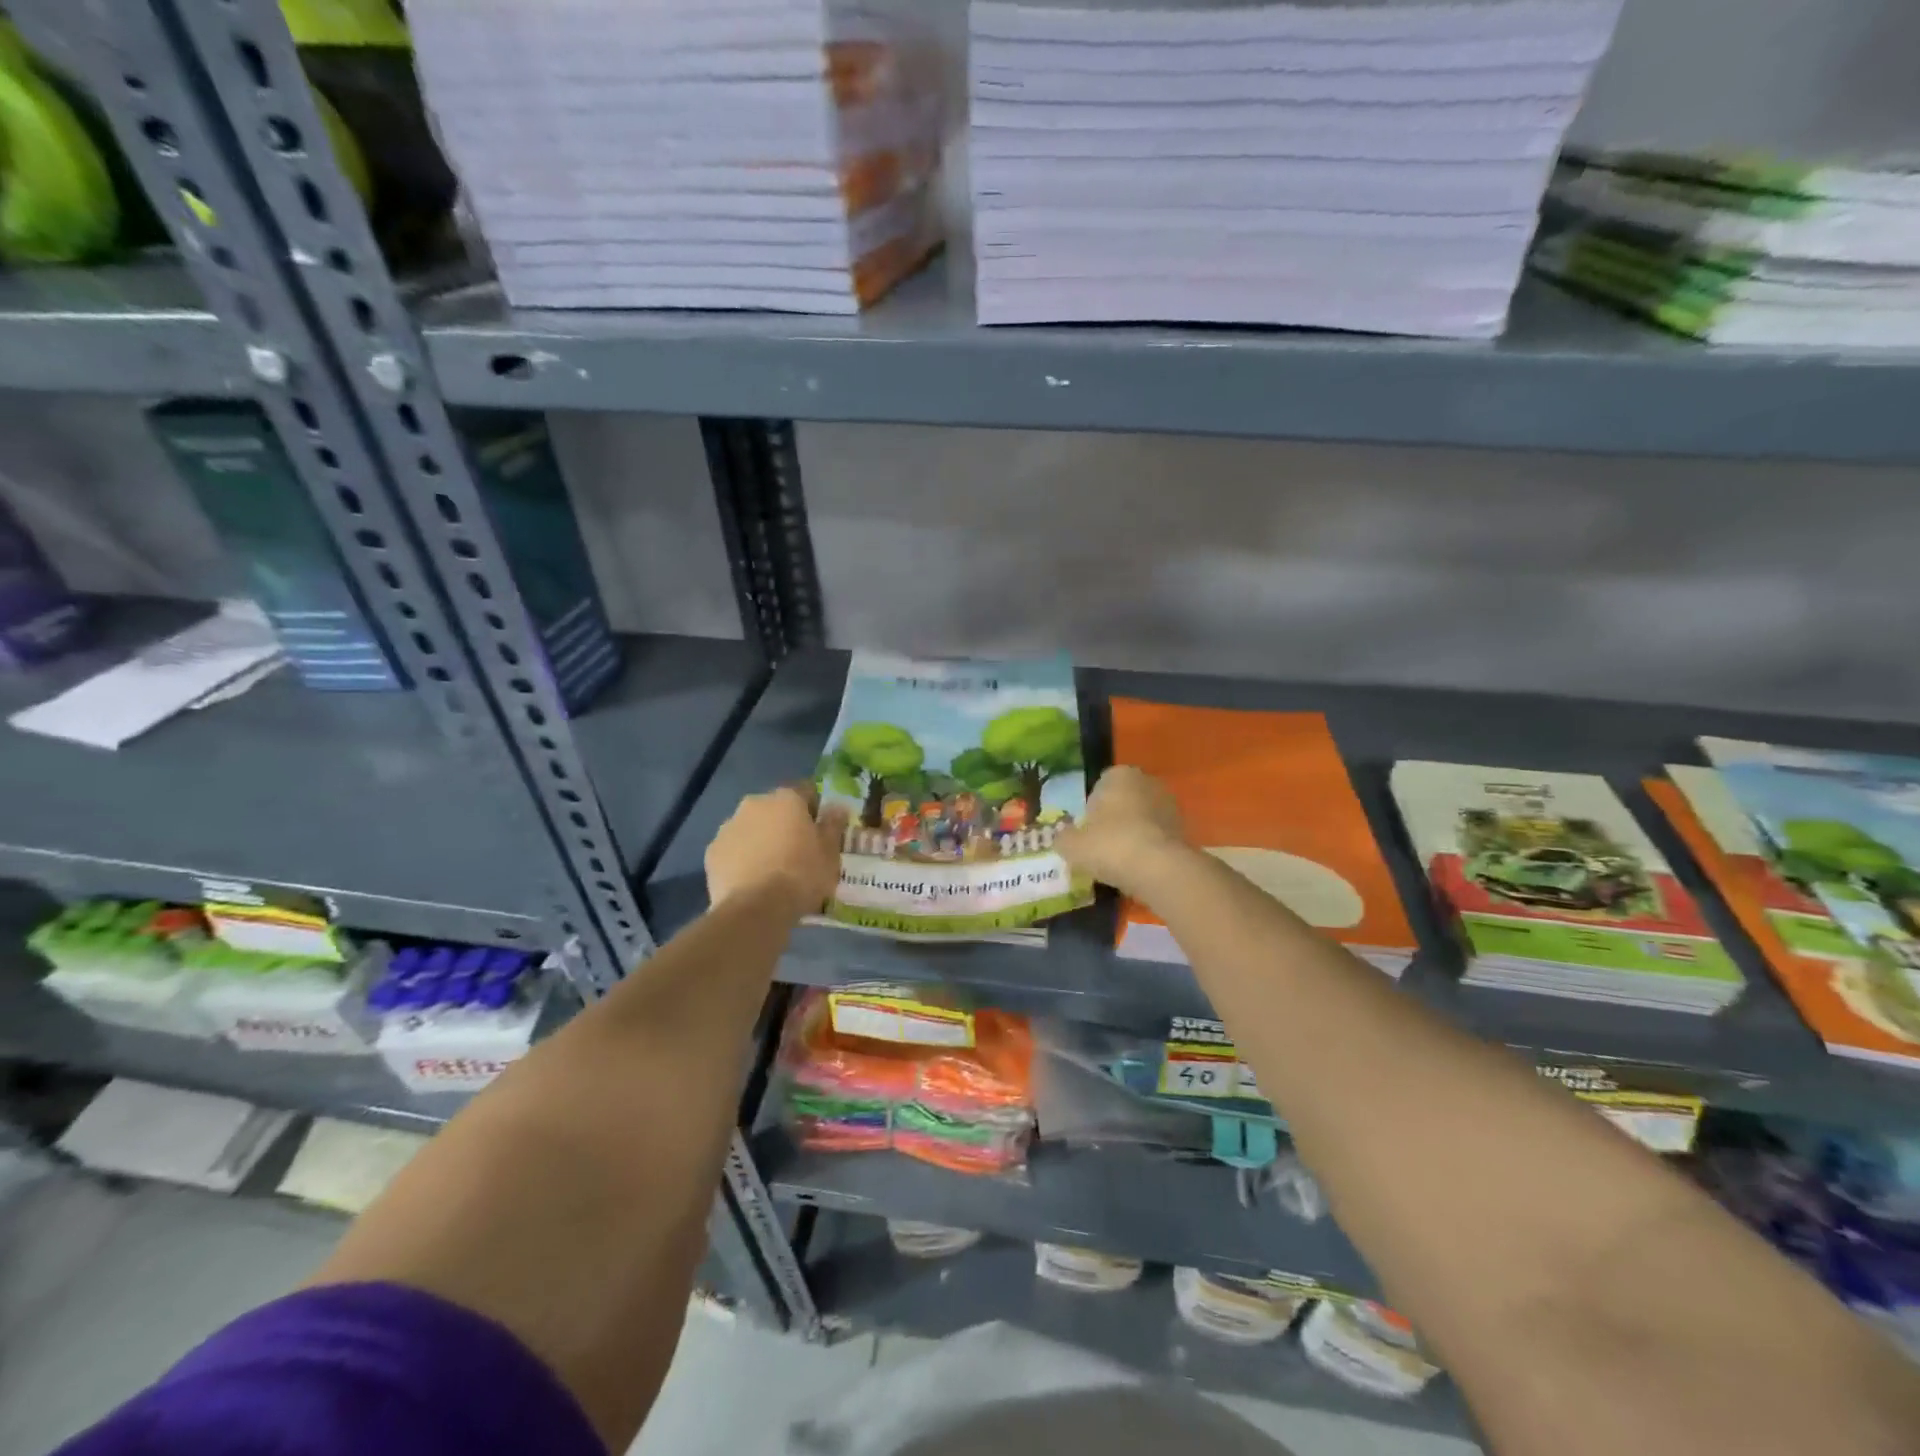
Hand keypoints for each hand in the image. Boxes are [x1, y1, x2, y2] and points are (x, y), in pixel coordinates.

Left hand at [705, 784, 848, 916]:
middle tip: (796, 851)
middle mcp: (755, 804)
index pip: (806, 791)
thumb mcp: (830, 852)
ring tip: (772, 869)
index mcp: (786, 799)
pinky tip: (751, 880)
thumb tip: (837, 807)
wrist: (756, 909)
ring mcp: (729, 827)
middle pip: (774, 809)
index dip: (815, 809)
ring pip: (751, 827)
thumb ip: (833, 825)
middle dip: (784, 824)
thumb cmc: (801, 875)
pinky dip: (741, 858)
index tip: (820, 830)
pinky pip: (733, 849)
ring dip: (761, 839)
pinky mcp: (712, 852)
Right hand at [1054, 765, 1185, 896]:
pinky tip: (1139, 869)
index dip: (1091, 810)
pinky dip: (1149, 849)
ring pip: (1142, 819)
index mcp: (1119, 775)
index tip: (1086, 832)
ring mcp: (1170, 805)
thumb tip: (1062, 838)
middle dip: (1114, 820)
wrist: (1160, 869)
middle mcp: (1147, 781)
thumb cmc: (1110, 845)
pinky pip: (1157, 837)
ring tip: (1120, 862)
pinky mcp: (1185, 829)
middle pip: (1123, 801)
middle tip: (1101, 847)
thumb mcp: (1072, 845)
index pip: (1100, 786)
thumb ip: (1063, 838)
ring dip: (1133, 835)